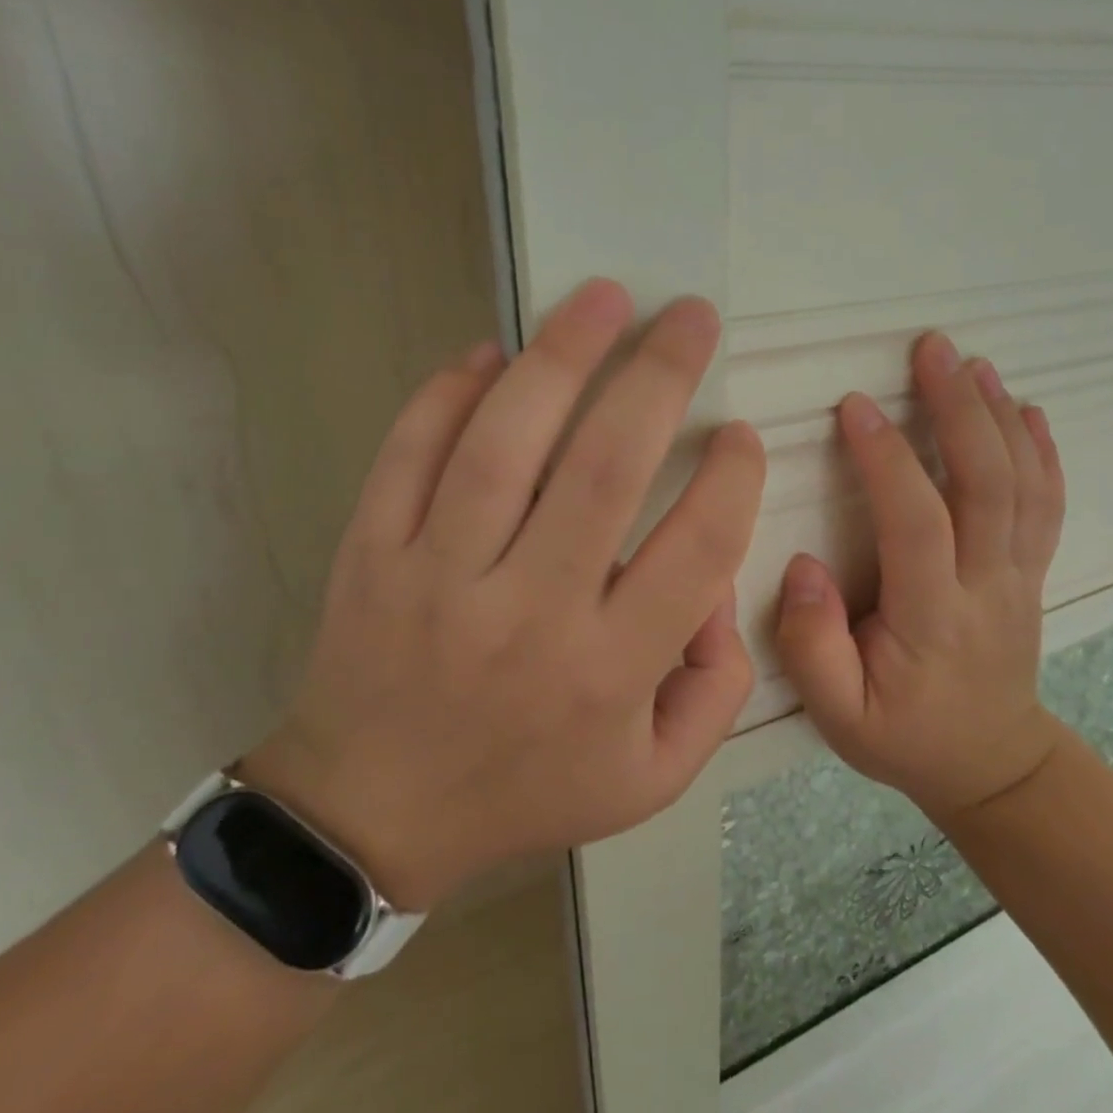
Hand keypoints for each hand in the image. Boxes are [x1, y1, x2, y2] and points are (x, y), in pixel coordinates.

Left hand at [245, 279, 765, 909]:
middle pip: (604, 469)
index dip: (734, 477)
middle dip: (659, 376)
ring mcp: (439, 577)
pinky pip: (410, 453)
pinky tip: (492, 353)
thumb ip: (716, 686)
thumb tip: (718, 583)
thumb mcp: (653, 776)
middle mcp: (529, 613)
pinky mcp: (371, 554)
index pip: (697, 549)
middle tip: (691, 317)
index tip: (740, 434)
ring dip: (561, 355)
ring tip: (604, 297)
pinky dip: (449, 392)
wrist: (372, 814)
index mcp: (609, 670)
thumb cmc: (527, 789)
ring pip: (505, 443)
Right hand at [775, 332, 1067, 819]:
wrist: (992, 764)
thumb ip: (812, 647)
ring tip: (973, 363)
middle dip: (959, 408)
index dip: (888, 460)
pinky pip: (1047, 503)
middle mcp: (987, 585)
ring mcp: (1019, 575)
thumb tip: (802, 567)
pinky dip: (1041, 451)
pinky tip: (1028, 410)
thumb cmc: (905, 736)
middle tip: (931, 349)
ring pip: (1022, 484)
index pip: (917, 523)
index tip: (855, 406)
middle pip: (986, 484)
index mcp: (933, 618)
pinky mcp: (1031, 571)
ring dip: (999, 416)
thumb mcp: (839, 717)